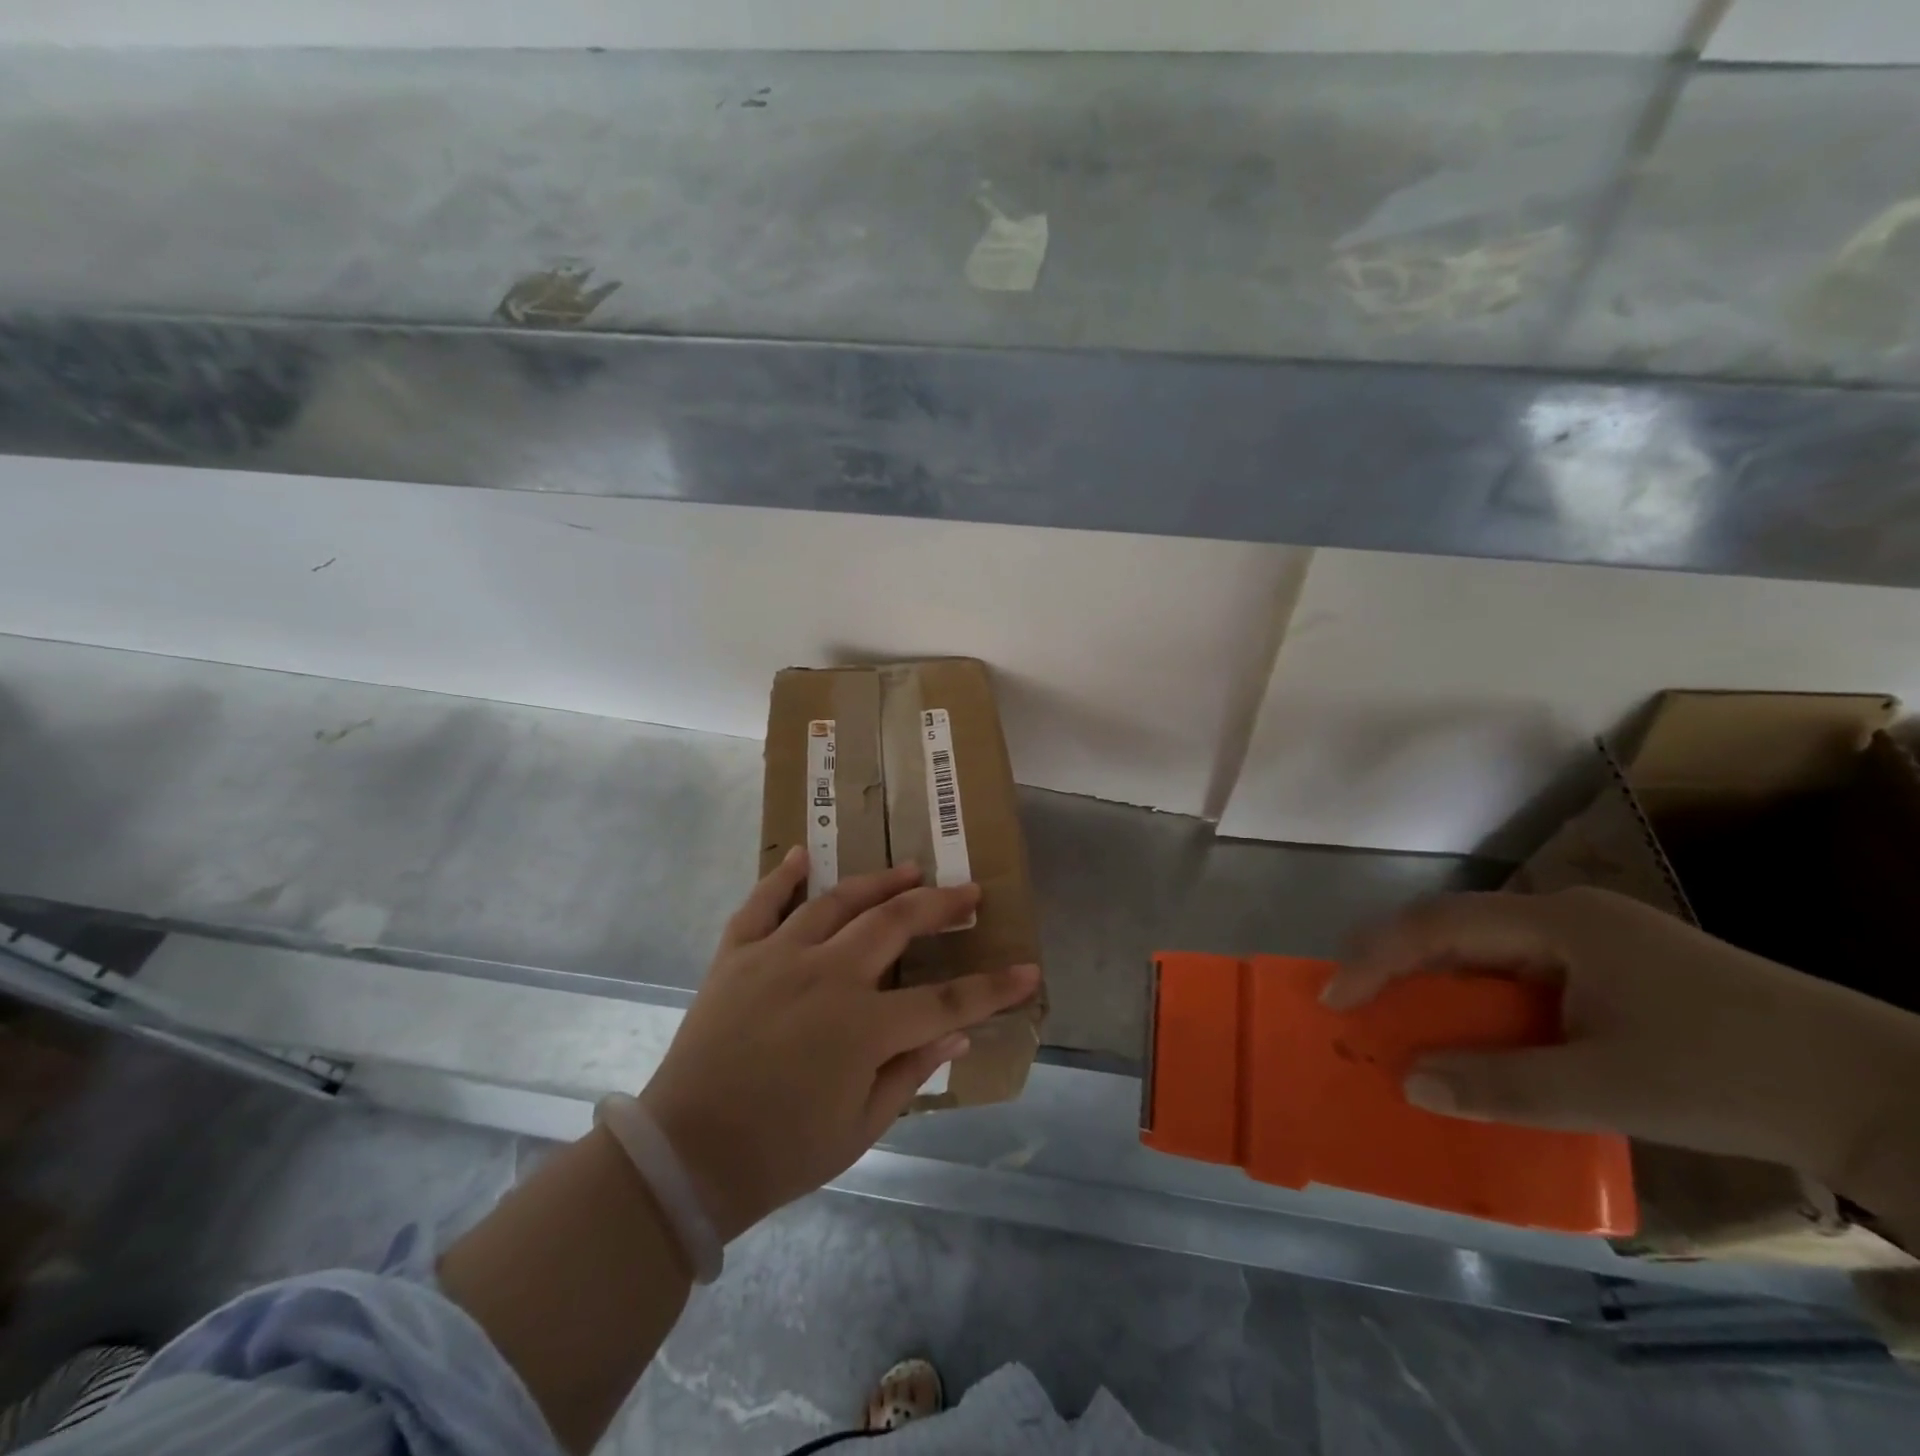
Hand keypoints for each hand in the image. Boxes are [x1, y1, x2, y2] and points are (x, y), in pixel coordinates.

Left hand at [638, 848, 1039, 1241]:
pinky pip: (761, 904)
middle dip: (940, 906)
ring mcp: (778, 958)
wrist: (685, 1158)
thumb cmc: (781, 1154)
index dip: (993, 988)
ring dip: (879, 881)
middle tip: (968, 892)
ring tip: (910, 868)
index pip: (946, 1000)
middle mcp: (826, 976)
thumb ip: (911, 1072)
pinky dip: (782, 876)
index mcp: (862, 1027)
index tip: (1028, 970)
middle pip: (896, 925)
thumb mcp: (860, 1128)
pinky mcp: (737, 956)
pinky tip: (802, 855)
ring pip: (838, 901)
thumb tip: (958, 1033)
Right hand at [1325, 886, 1919, 1191]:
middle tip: (1354, 1005)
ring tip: (1401, 1022)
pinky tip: (1478, 1036)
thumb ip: (1501, 1085)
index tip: (1335, 998)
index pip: (1438, 925)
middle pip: (1454, 929)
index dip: (1376, 957)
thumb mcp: (1609, 1089)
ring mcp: (1592, 941)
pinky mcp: (1614, 971)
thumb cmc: (1733, 1076)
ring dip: (1439, 986)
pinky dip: (1481, 1002)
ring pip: (1485, 952)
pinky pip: (1520, 976)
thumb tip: (1410, 1083)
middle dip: (1396, 965)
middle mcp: (1565, 917)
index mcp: (1558, 923)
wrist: (1883, 1094)